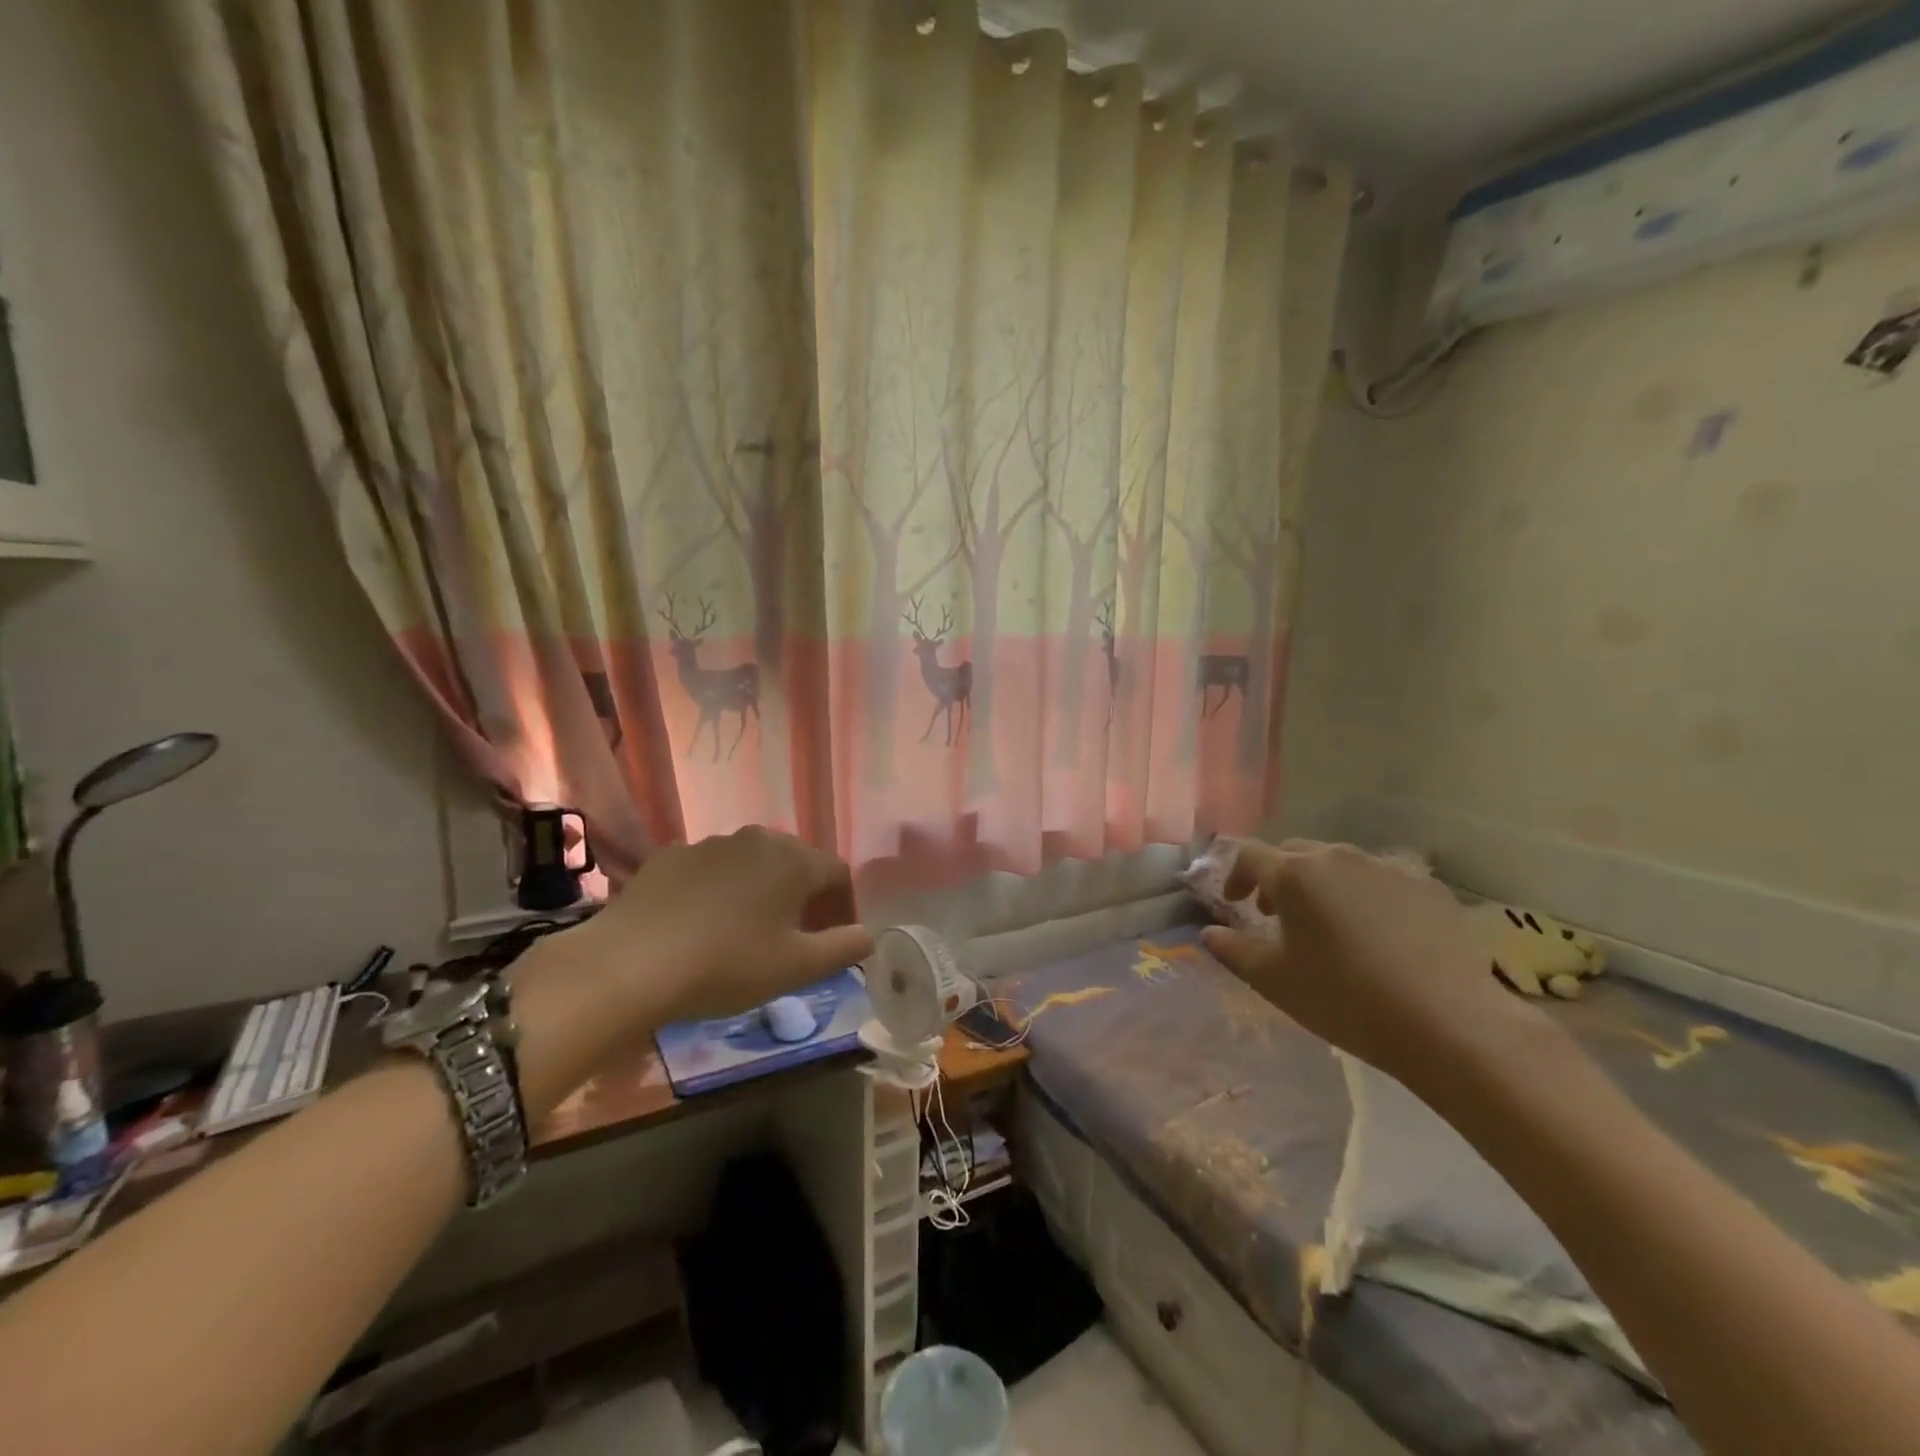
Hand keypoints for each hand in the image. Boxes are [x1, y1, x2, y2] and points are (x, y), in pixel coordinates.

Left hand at [570, 826, 874, 1023]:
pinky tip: (701, 925)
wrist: (630, 963)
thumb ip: (844, 948)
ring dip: (761, 891)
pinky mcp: (668, 857)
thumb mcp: (797, 967)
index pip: (838, 874)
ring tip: (748, 932)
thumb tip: (868, 935)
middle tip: (797, 937)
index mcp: (793, 859)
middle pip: (796, 863)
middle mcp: (756, 838)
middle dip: (805, 896)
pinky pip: (709, 871)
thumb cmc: (727, 964)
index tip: (837, 939)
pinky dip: (717, 891)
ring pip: (751, 864)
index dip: (844, 906)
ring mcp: (708, 843)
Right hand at [1201, 840, 1547, 1090]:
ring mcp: (1388, 868)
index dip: (1235, 875)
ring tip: (1329, 925)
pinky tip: (1379, 935)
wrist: (1449, 1024)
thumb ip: (1233, 951)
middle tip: (1276, 916)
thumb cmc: (1345, 1000)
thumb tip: (1208, 934)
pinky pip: (1383, 880)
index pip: (1249, 855)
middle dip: (1278, 878)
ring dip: (1323, 886)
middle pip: (1295, 853)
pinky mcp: (1428, 887)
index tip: (1236, 904)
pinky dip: (1367, 897)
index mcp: (1294, 874)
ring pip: (1340, 864)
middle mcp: (1338, 857)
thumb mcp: (1275, 981)